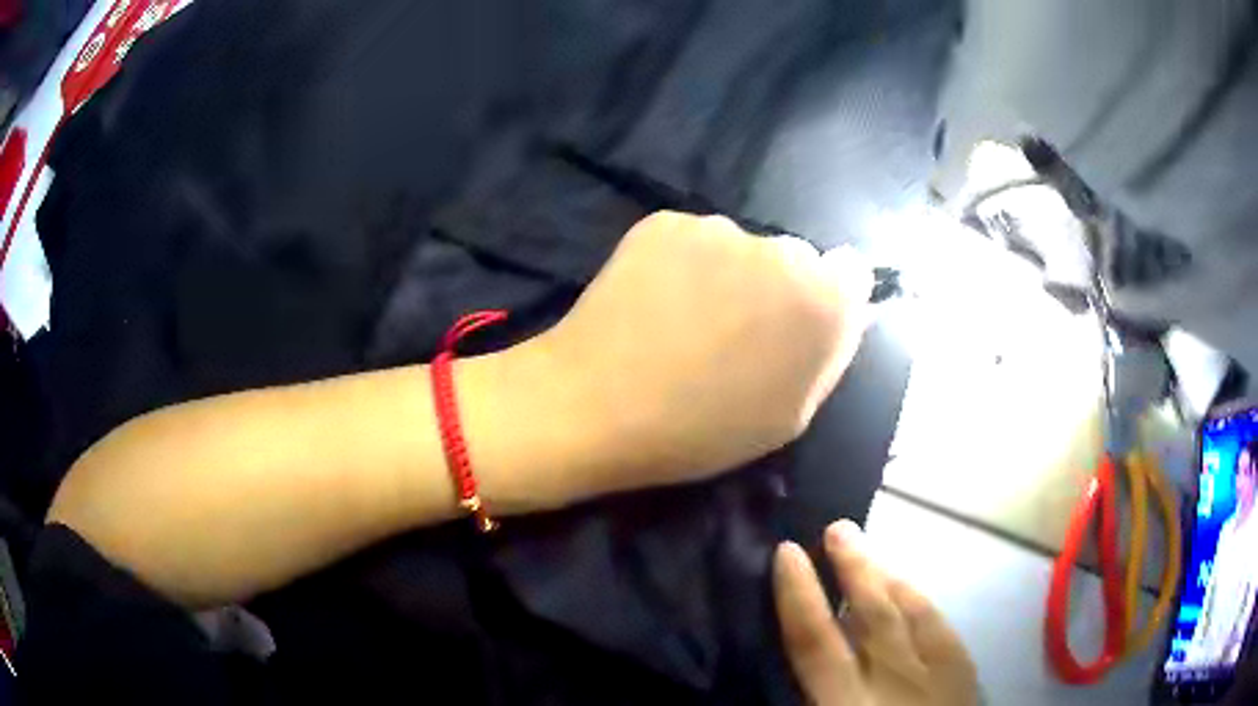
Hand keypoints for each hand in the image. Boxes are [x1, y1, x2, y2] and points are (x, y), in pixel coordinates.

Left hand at [533, 211, 872, 495]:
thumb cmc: (700, 430)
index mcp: (822, 303)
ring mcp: (719, 227)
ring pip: (741, 248)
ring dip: (729, 273)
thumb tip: (844, 307)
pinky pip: (693, 240)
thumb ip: (829, 353)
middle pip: (796, 259)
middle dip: (777, 287)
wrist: (594, 404)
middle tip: (734, 331)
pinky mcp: (666, 220)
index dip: (828, 299)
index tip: (798, 325)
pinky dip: (683, 262)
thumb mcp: (791, 416)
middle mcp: (782, 250)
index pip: (851, 274)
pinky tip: (654, 299)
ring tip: (685, 319)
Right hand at [774, 521, 978, 705]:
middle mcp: (894, 681)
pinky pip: (941, 626)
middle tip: (837, 527)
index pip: (816, 642)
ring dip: (886, 577)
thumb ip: (809, 700)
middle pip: (871, 614)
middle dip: (852, 568)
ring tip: (867, 550)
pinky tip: (912, 590)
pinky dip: (921, 601)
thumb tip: (790, 674)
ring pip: (910, 612)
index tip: (786, 553)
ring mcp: (936, 674)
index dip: (799, 595)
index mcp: (848, 705)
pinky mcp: (963, 674)